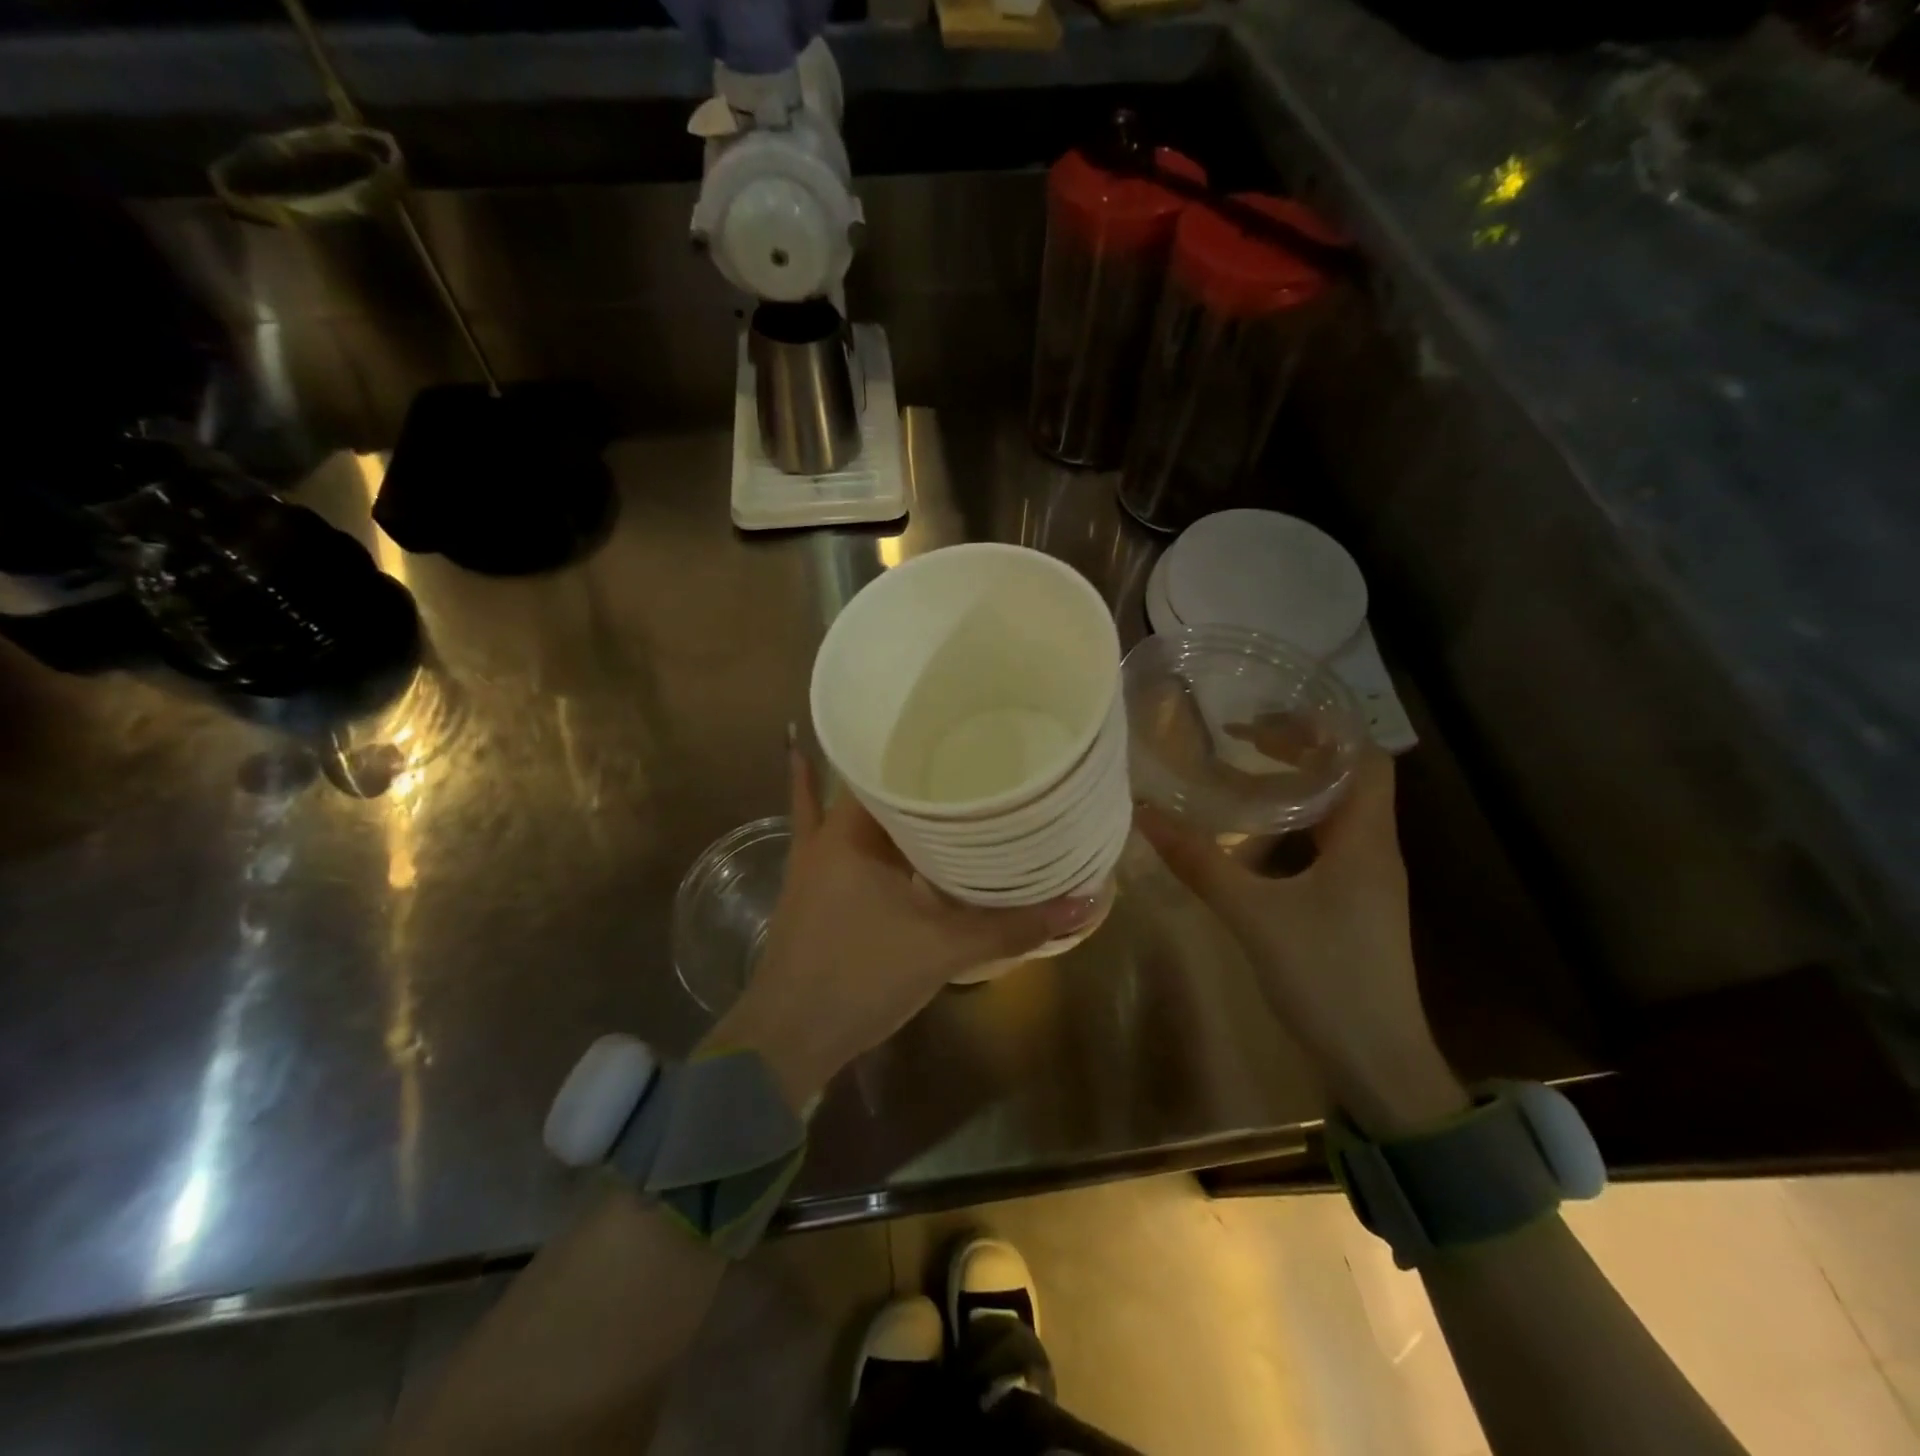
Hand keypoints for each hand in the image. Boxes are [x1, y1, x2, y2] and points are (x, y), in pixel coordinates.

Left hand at [706, 740, 1101, 1110]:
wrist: (788, 1039)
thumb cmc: (859, 978)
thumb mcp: (942, 949)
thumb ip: (1011, 926)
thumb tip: (1083, 905)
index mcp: (852, 830)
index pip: (887, 763)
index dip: (925, 743)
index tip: (965, 731)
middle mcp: (828, 834)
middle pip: (876, 785)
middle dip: (916, 770)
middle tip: (968, 752)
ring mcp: (815, 861)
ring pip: (856, 812)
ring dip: (888, 797)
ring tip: (933, 772)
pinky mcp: (815, 889)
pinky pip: (834, 843)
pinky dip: (845, 824)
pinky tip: (852, 810)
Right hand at [1137, 748, 1467, 1136]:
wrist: (1379, 1063)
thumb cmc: (1326, 979)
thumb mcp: (1254, 917)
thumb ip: (1201, 864)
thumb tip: (1146, 814)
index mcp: (1365, 840)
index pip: (1364, 758)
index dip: (1323, 729)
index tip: (1266, 715)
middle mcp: (1374, 849)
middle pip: (1350, 777)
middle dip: (1301, 749)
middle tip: (1240, 737)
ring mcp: (1367, 879)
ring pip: (1339, 810)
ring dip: (1298, 784)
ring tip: (1243, 771)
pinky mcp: (1354, 903)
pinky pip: (1329, 841)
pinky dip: (1296, 821)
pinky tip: (1256, 833)